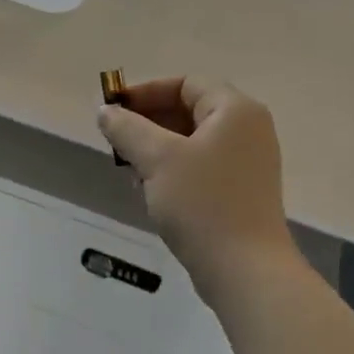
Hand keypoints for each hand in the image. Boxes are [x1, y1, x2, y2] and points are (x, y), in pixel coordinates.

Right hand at [97, 78, 297, 300]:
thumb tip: (106, 111)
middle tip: (116, 143)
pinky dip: (172, 171)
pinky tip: (150, 192)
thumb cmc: (202, 204)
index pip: (185, 83)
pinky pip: (200, 168)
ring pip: (191, 142)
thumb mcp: (157, 159)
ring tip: (129, 171)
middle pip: (188, 111)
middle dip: (147, 124)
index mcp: (235, 110)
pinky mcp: (240, 192)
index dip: (145, 92)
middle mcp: (247, 130)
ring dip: (155, 150)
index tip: (112, 111)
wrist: (244, 270)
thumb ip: (127, 128)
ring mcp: (247, 163)